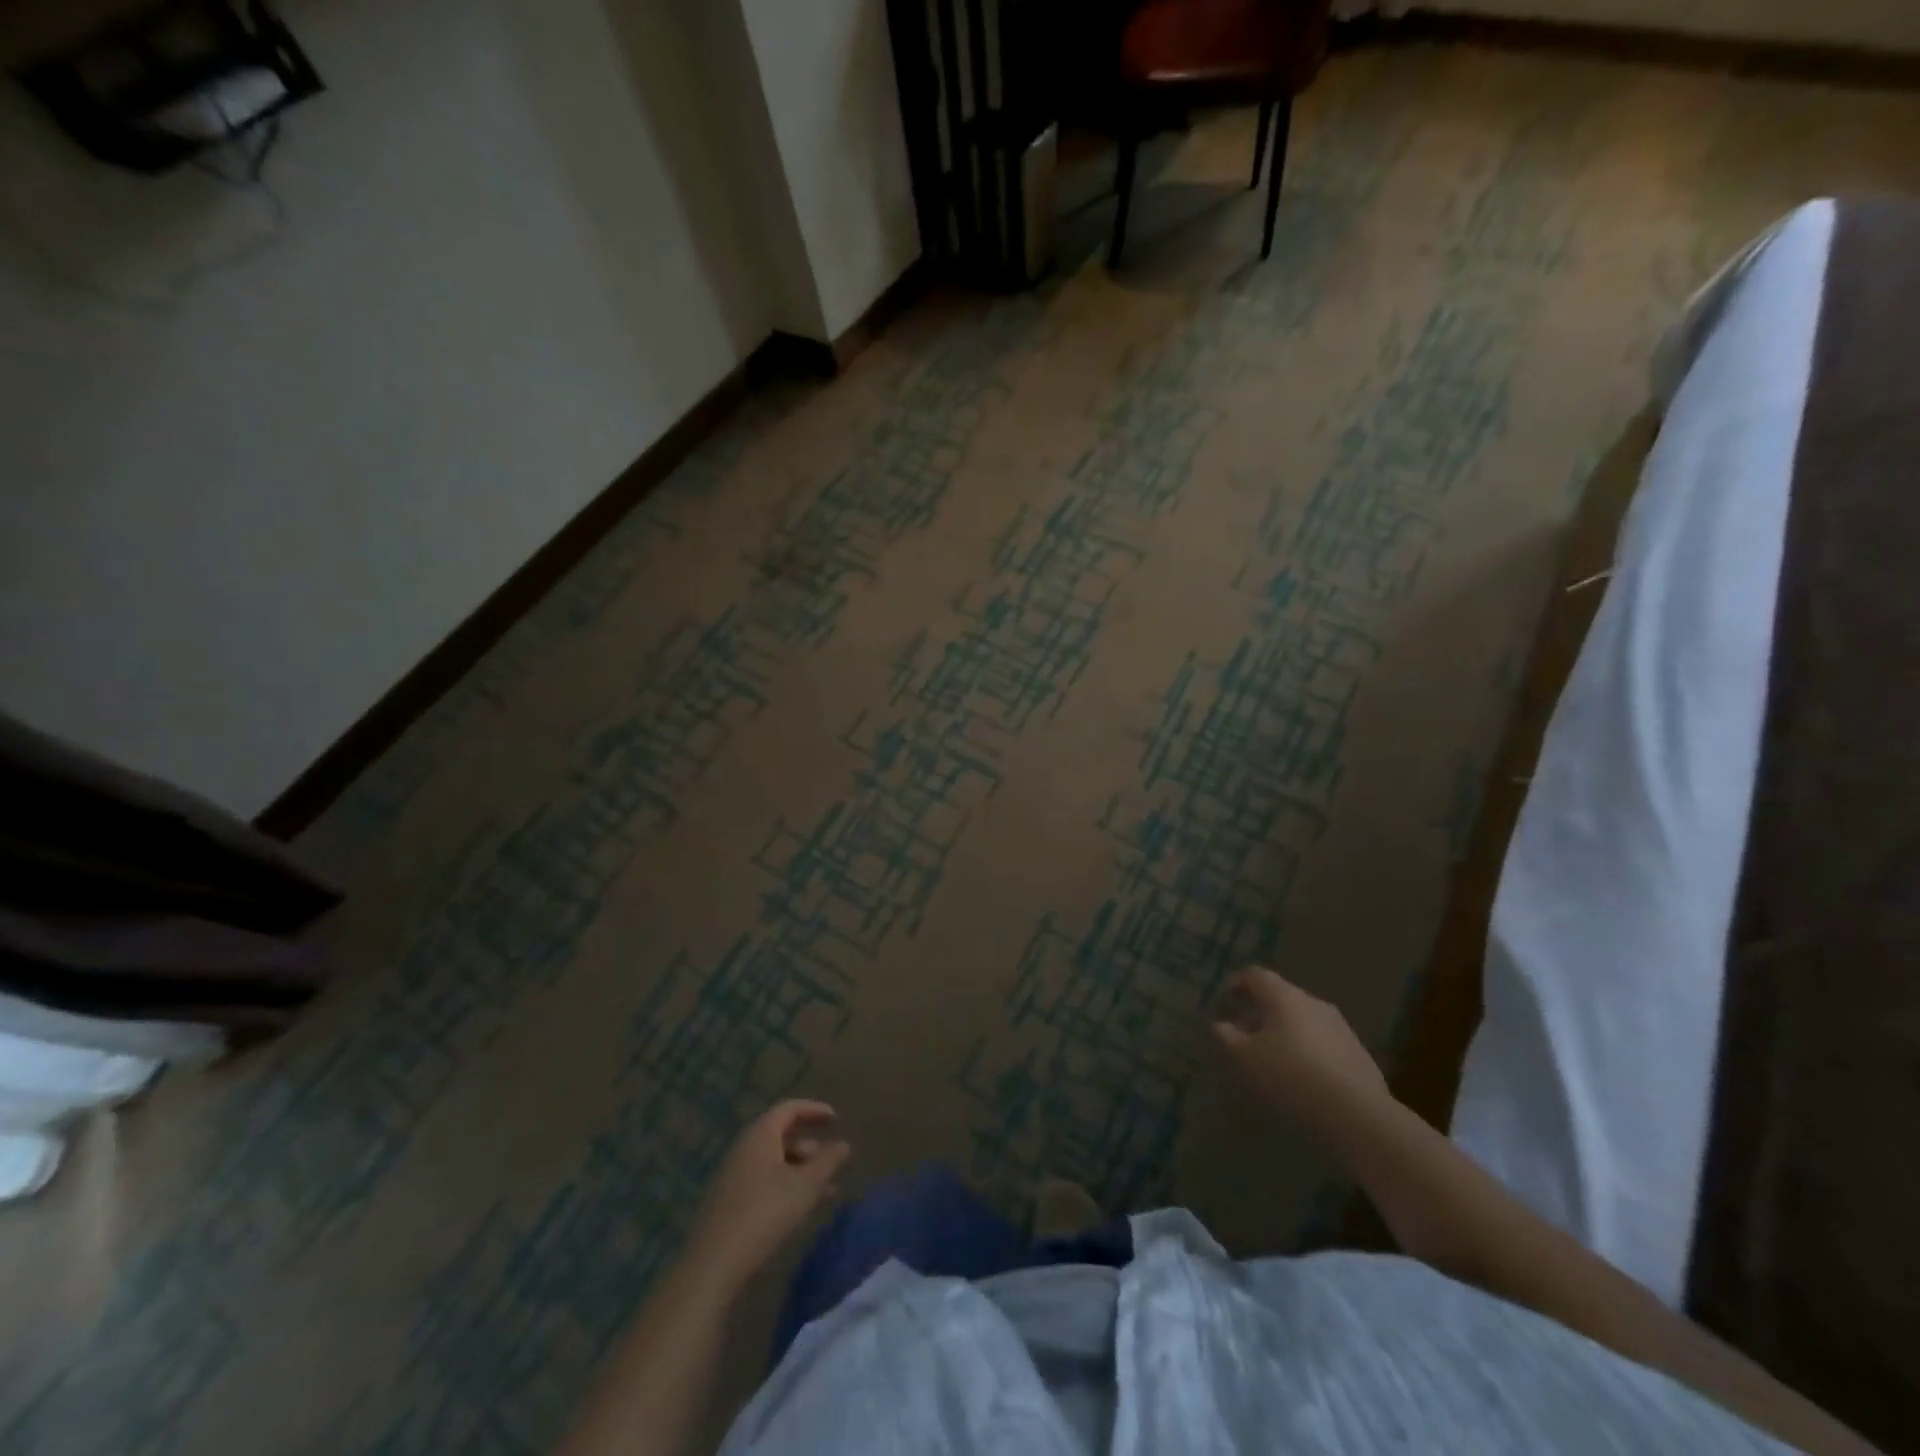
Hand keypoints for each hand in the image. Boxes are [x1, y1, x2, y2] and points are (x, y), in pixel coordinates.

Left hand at [683, 1100, 850, 1293]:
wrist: (713, 1264)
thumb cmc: (765, 1213)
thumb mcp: (805, 1186)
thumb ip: (828, 1162)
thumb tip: (844, 1144)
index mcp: (760, 1135)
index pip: (789, 1109)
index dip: (814, 1110)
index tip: (836, 1118)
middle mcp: (744, 1148)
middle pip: (781, 1135)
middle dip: (810, 1145)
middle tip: (832, 1159)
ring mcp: (733, 1176)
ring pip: (774, 1162)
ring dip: (801, 1170)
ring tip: (826, 1190)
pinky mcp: (729, 1202)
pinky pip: (764, 1181)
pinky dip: (786, 1185)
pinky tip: (800, 1209)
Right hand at [1212, 968, 1391, 1142]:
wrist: (1357, 1113)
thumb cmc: (1290, 1076)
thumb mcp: (1245, 1058)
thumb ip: (1227, 1036)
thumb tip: (1221, 1024)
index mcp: (1285, 997)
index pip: (1257, 975)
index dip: (1238, 982)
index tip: (1226, 997)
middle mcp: (1314, 1003)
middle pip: (1282, 996)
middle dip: (1262, 1008)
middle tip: (1246, 1028)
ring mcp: (1341, 1027)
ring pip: (1305, 1019)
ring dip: (1287, 1030)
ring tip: (1274, 1054)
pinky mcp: (1358, 1053)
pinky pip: (1324, 1042)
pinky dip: (1308, 1049)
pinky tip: (1304, 1074)